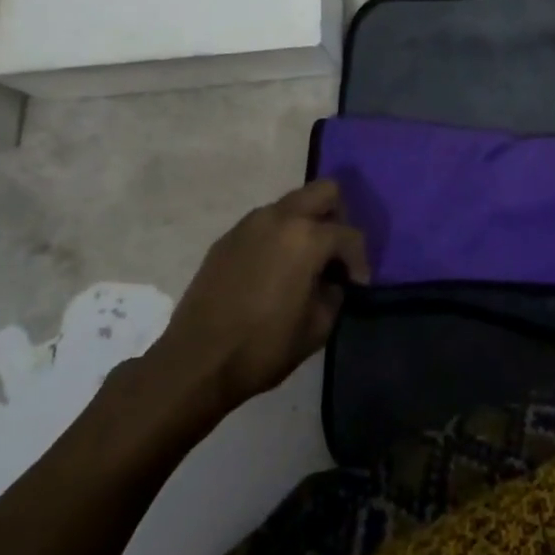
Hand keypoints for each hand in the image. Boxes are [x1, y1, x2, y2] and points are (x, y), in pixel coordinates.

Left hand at [146, 180, 368, 413]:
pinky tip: (272, 271)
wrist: (195, 363)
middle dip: (337, 217)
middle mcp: (280, 217)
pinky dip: (278, 237)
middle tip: (334, 253)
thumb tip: (333, 280)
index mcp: (307, 237)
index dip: (360, 261)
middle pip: (324, 191)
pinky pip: (265, 224)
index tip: (357, 285)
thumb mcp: (317, 328)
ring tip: (303, 263)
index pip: (349, 235)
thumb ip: (335, 293)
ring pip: (292, 204)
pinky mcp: (227, 238)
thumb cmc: (263, 347)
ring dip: (305, 224)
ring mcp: (250, 224)